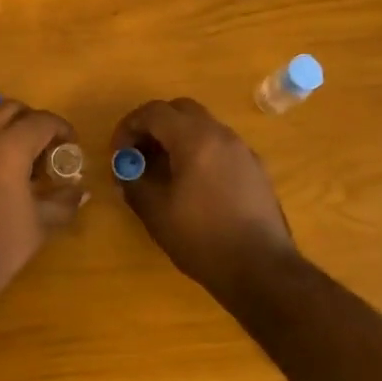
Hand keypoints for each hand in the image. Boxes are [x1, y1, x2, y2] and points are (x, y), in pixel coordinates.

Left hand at [0, 98, 84, 304]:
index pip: (42, 121)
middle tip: (44, 147)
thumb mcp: (39, 225)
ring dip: (4, 133)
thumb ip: (64, 202)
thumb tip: (82, 192)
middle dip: (31, 122)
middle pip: (10, 110)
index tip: (71, 145)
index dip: (62, 129)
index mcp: (8, 147)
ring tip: (17, 164)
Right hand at [111, 98, 296, 300]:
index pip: (154, 112)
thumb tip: (126, 171)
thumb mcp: (156, 213)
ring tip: (163, 170)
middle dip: (154, 126)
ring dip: (178, 138)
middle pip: (180, 110)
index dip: (129, 126)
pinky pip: (220, 145)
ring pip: (203, 126)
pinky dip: (199, 151)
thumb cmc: (203, 239)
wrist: (262, 270)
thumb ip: (134, 183)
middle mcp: (221, 135)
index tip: (119, 153)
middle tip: (139, 154)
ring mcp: (242, 150)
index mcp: (195, 139)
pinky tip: (193, 185)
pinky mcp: (255, 168)